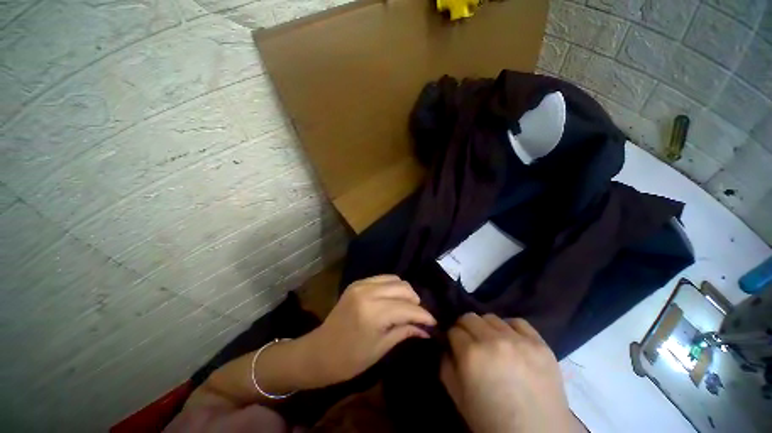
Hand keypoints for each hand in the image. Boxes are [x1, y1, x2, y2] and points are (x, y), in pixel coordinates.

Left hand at [302, 275, 435, 386]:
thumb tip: (426, 329)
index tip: (434, 322)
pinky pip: (383, 279)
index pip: (407, 308)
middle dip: (416, 301)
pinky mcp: (357, 283)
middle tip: (420, 316)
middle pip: (403, 288)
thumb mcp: (380, 349)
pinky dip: (393, 287)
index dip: (423, 315)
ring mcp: (361, 284)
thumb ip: (404, 332)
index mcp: (373, 312)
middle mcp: (368, 292)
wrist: (318, 352)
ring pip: (395, 279)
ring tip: (408, 307)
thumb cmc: (348, 359)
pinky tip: (394, 300)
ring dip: (405, 292)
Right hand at [440, 313, 583, 432]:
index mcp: (471, 355)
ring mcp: (518, 341)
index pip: (453, 330)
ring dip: (486, 328)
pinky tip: (511, 341)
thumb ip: (445, 364)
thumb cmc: (490, 419)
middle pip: (469, 317)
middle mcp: (493, 341)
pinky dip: (510, 328)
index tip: (456, 345)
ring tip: (492, 343)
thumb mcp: (457, 396)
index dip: (452, 338)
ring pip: (491, 318)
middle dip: (465, 328)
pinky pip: (518, 322)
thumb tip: (446, 344)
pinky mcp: (540, 344)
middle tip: (471, 343)